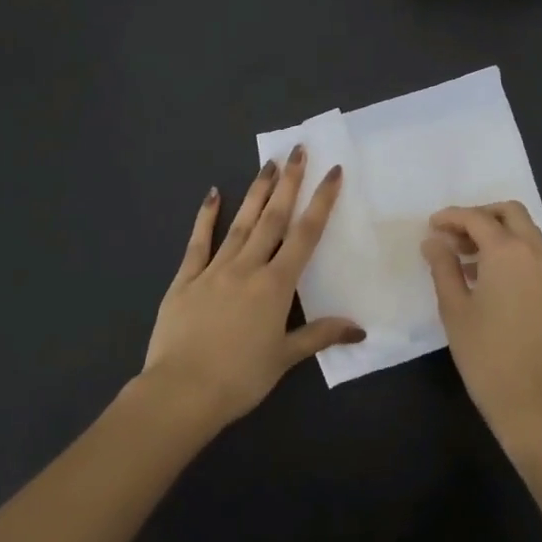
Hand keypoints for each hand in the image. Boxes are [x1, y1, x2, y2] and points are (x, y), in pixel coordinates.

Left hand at [142, 147, 362, 427]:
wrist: (181, 392)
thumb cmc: (239, 378)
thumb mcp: (285, 358)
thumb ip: (320, 335)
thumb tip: (359, 328)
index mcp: (275, 285)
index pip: (305, 235)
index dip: (321, 201)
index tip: (332, 171)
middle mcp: (248, 267)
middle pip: (273, 217)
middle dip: (288, 182)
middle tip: (297, 150)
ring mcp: (214, 269)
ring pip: (241, 223)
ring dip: (257, 192)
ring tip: (268, 163)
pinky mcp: (185, 279)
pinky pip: (198, 242)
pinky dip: (206, 216)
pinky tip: (213, 194)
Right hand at [423, 202, 541, 453]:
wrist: (538, 405)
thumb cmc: (488, 356)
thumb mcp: (455, 310)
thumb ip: (443, 268)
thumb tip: (434, 242)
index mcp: (508, 252)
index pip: (477, 218)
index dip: (451, 217)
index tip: (431, 226)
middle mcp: (534, 253)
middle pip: (510, 213)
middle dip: (480, 216)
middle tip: (453, 234)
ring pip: (525, 233)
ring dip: (496, 233)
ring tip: (463, 258)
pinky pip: (532, 255)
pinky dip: (510, 252)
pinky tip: (486, 279)